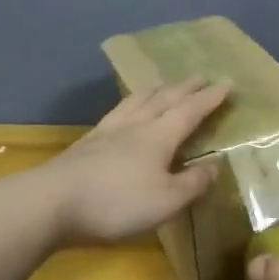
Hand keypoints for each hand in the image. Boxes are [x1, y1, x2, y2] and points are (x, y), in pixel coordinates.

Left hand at [39, 78, 231, 244]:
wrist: (51, 203)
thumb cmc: (116, 203)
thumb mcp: (166, 201)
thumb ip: (193, 183)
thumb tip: (215, 166)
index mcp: (159, 136)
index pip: (191, 111)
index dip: (210, 98)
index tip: (227, 83)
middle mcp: (135, 126)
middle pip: (164, 99)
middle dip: (185, 88)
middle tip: (200, 76)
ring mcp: (107, 132)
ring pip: (136, 102)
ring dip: (155, 91)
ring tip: (163, 85)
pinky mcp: (86, 143)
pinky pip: (116, 113)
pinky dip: (129, 105)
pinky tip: (124, 111)